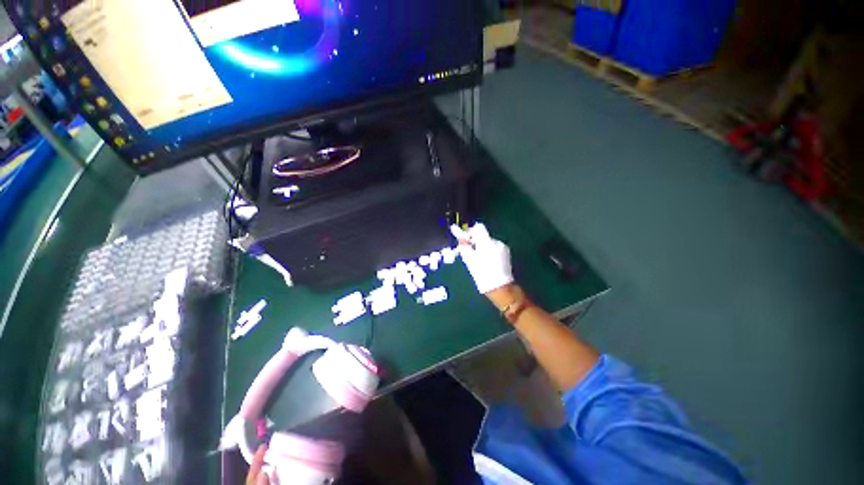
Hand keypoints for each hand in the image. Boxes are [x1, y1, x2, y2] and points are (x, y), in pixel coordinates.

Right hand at [450, 223, 513, 293]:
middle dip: (475, 241)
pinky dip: (489, 251)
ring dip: (482, 247)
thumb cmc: (482, 273)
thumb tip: (460, 237)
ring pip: (489, 242)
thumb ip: (464, 246)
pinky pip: (495, 248)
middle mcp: (496, 242)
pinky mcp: (506, 253)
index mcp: (487, 242)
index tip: (465, 240)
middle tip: (469, 252)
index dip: (470, 231)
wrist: (499, 287)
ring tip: (479, 259)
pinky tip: (487, 262)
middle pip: (483, 235)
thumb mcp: (469, 259)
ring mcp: (503, 247)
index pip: (478, 227)